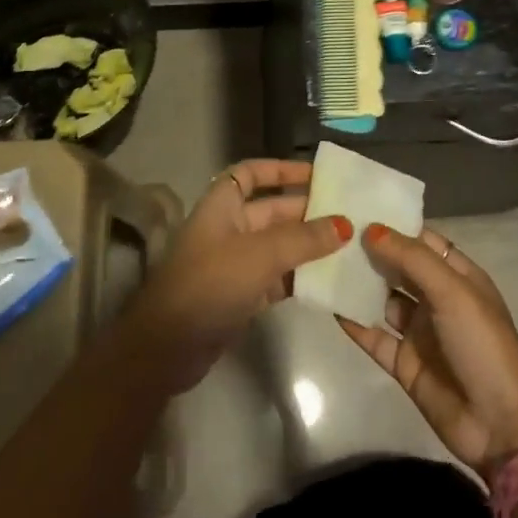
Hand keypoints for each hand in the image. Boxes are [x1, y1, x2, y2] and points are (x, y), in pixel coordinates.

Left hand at [121, 159, 349, 393]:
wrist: (167, 347)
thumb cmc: (210, 283)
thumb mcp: (261, 255)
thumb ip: (304, 238)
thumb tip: (344, 224)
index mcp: (222, 205)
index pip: (251, 174)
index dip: (280, 170)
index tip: (316, 174)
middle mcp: (229, 229)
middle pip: (272, 211)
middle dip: (307, 211)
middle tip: (349, 214)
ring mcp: (234, 264)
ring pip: (279, 246)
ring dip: (308, 247)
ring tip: (349, 246)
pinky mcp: (241, 296)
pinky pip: (277, 278)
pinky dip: (300, 277)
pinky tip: (329, 280)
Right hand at [337, 225, 517, 470]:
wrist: (499, 425)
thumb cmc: (482, 345)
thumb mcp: (453, 293)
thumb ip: (412, 259)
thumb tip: (371, 229)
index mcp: (458, 277)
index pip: (423, 241)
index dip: (394, 225)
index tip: (357, 207)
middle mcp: (438, 299)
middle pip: (399, 268)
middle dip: (371, 251)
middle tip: (331, 231)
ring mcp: (420, 332)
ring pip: (383, 299)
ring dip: (359, 284)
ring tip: (323, 261)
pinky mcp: (403, 363)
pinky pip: (373, 336)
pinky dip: (354, 321)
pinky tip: (329, 304)